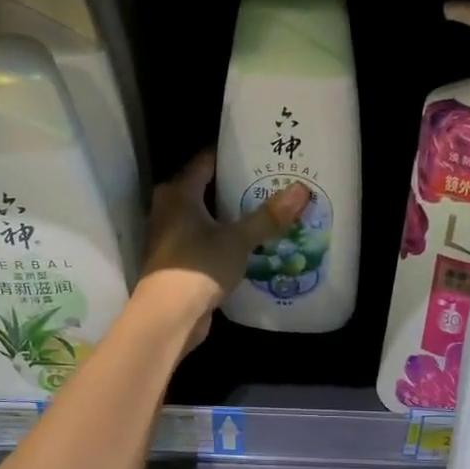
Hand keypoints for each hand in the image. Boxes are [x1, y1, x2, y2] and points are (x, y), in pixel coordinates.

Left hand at [135, 152, 309, 355]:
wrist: (169, 316)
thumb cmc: (198, 266)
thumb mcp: (238, 240)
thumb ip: (268, 217)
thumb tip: (301, 190)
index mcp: (178, 193)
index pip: (204, 162)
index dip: (229, 155)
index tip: (258, 152)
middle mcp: (168, 210)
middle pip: (204, 189)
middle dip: (233, 186)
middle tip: (268, 182)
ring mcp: (170, 238)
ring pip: (204, 218)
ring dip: (229, 216)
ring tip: (264, 211)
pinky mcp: (177, 263)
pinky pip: (204, 242)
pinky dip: (223, 240)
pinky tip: (248, 244)